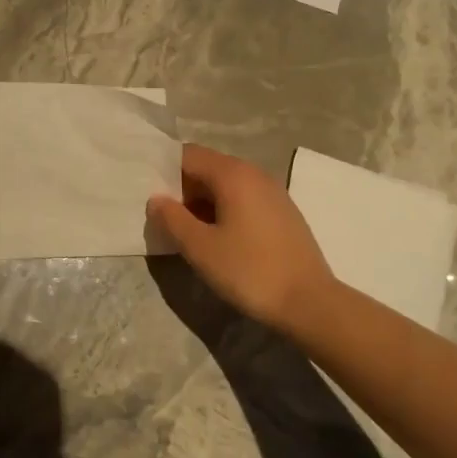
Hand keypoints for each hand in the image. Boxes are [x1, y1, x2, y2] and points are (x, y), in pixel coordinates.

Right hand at [146, 144, 336, 333]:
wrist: (309, 302)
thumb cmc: (249, 270)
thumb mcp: (200, 248)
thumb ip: (172, 219)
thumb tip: (156, 200)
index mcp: (232, 174)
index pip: (188, 155)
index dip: (164, 171)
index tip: (146, 193)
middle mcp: (254, 174)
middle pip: (207, 167)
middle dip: (181, 188)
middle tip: (162, 216)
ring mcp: (273, 192)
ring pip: (226, 185)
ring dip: (201, 201)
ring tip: (185, 230)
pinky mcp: (282, 212)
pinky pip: (243, 199)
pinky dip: (223, 210)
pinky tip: (217, 238)